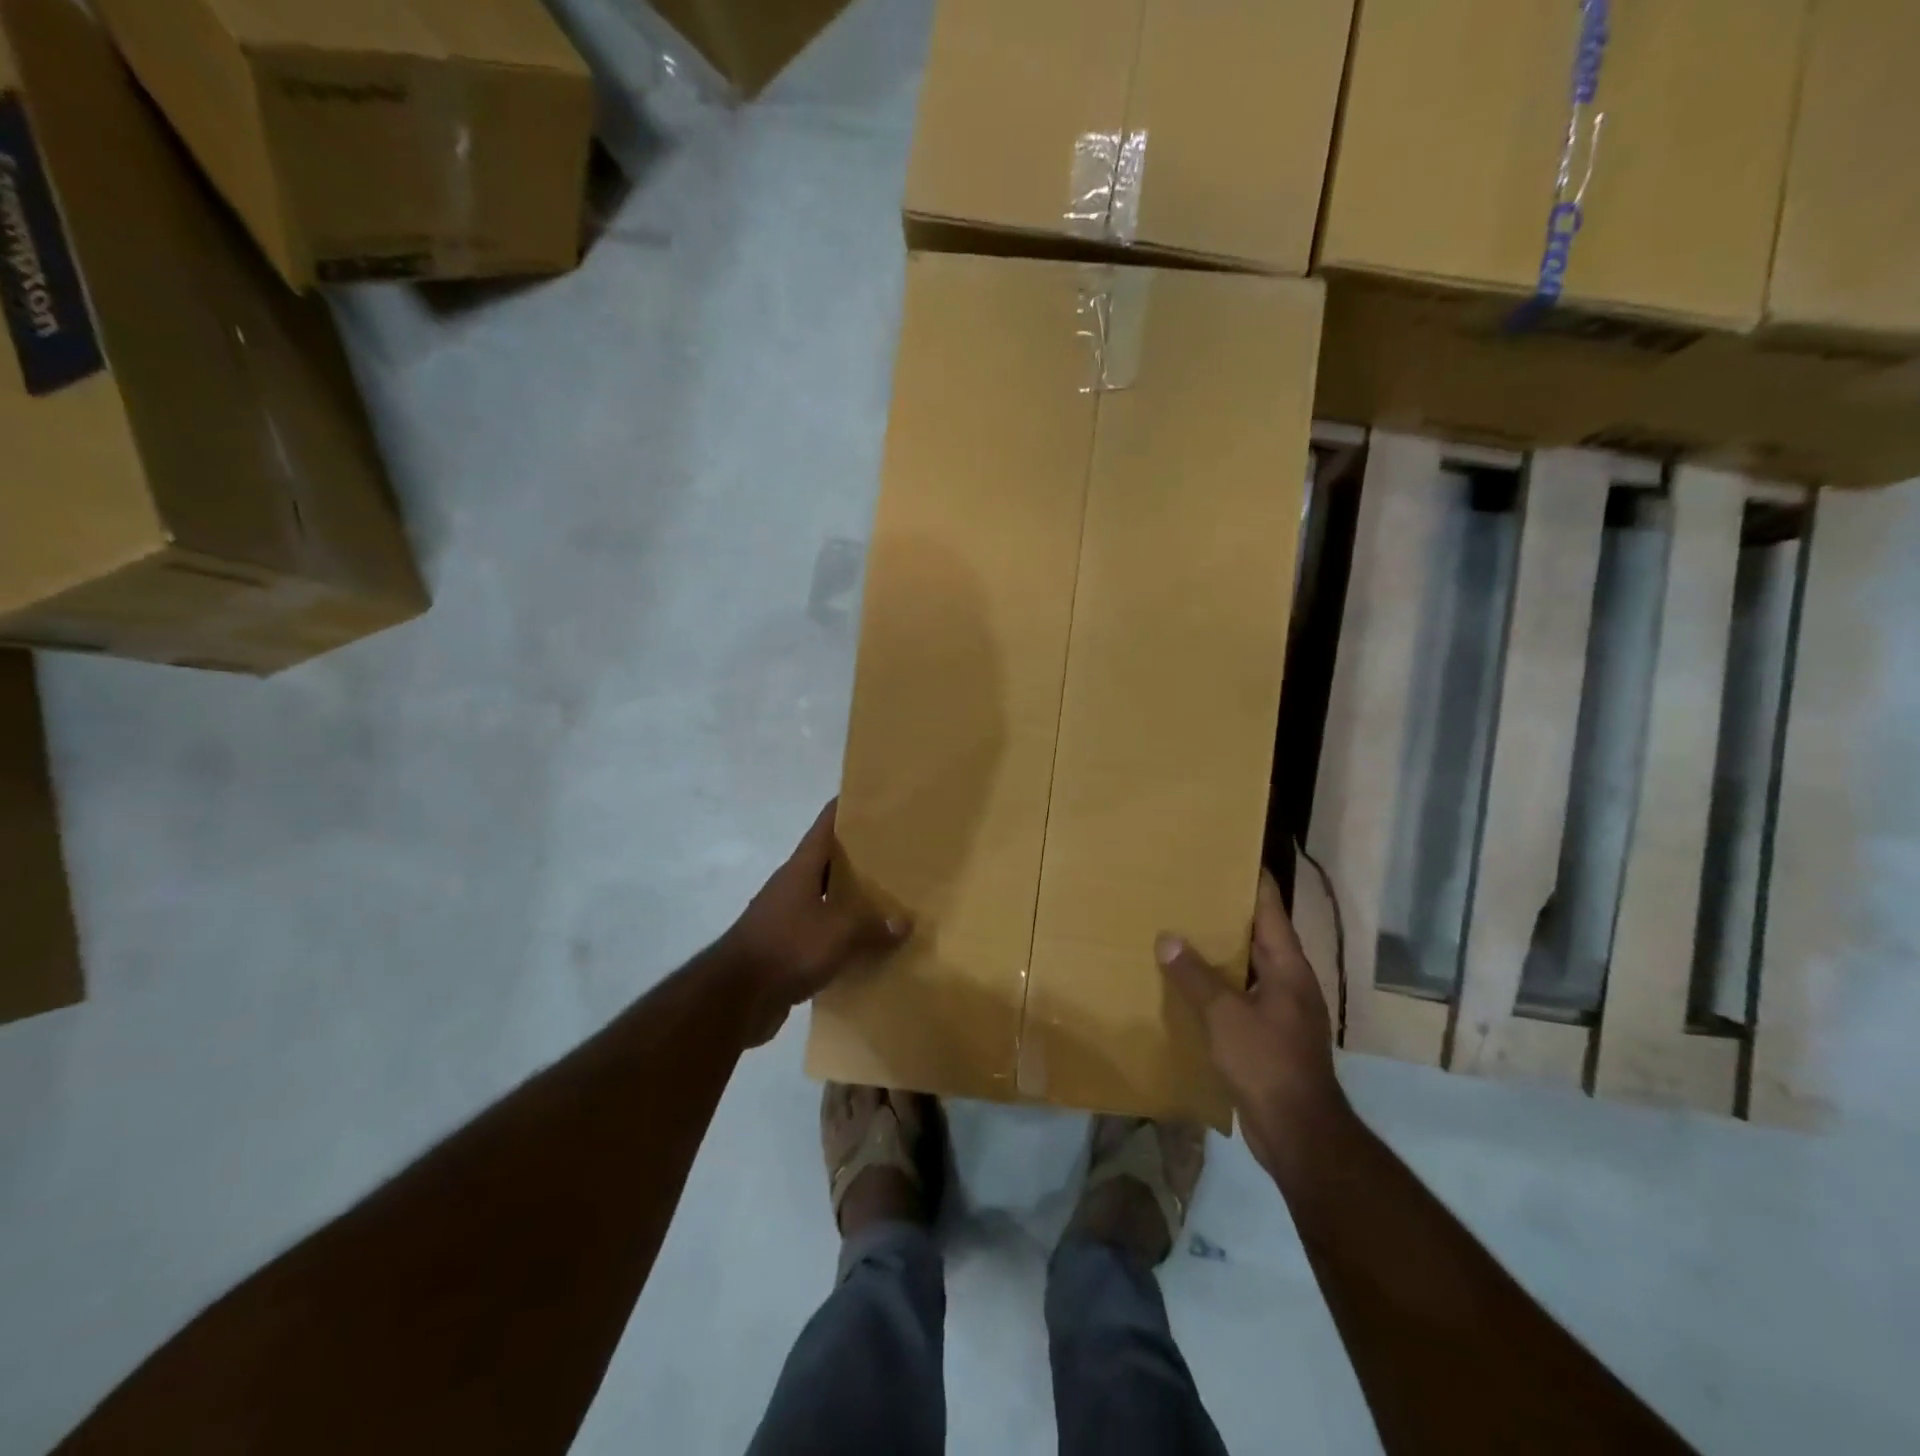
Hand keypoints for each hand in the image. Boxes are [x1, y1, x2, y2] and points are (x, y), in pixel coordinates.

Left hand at [721, 800, 910, 1045]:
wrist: (735, 999)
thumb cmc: (787, 947)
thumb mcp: (840, 931)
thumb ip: (874, 925)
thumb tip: (904, 923)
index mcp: (801, 868)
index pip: (826, 824)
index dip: (848, 808)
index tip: (876, 799)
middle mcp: (792, 886)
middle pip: (829, 862)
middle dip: (861, 857)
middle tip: (899, 854)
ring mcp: (786, 918)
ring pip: (827, 900)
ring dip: (853, 901)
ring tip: (892, 900)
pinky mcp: (786, 950)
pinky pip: (823, 935)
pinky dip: (844, 938)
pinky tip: (870, 947)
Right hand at [1157, 869, 1345, 1177]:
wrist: (1298, 1132)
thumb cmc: (1267, 1062)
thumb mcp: (1224, 1014)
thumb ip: (1195, 975)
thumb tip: (1167, 937)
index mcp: (1288, 967)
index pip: (1272, 910)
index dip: (1255, 881)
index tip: (1232, 855)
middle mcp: (1289, 983)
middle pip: (1260, 936)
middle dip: (1229, 914)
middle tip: (1192, 890)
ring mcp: (1283, 1011)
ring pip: (1248, 968)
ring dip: (1221, 952)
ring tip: (1183, 931)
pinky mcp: (1270, 1037)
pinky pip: (1241, 998)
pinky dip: (1219, 986)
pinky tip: (1189, 985)